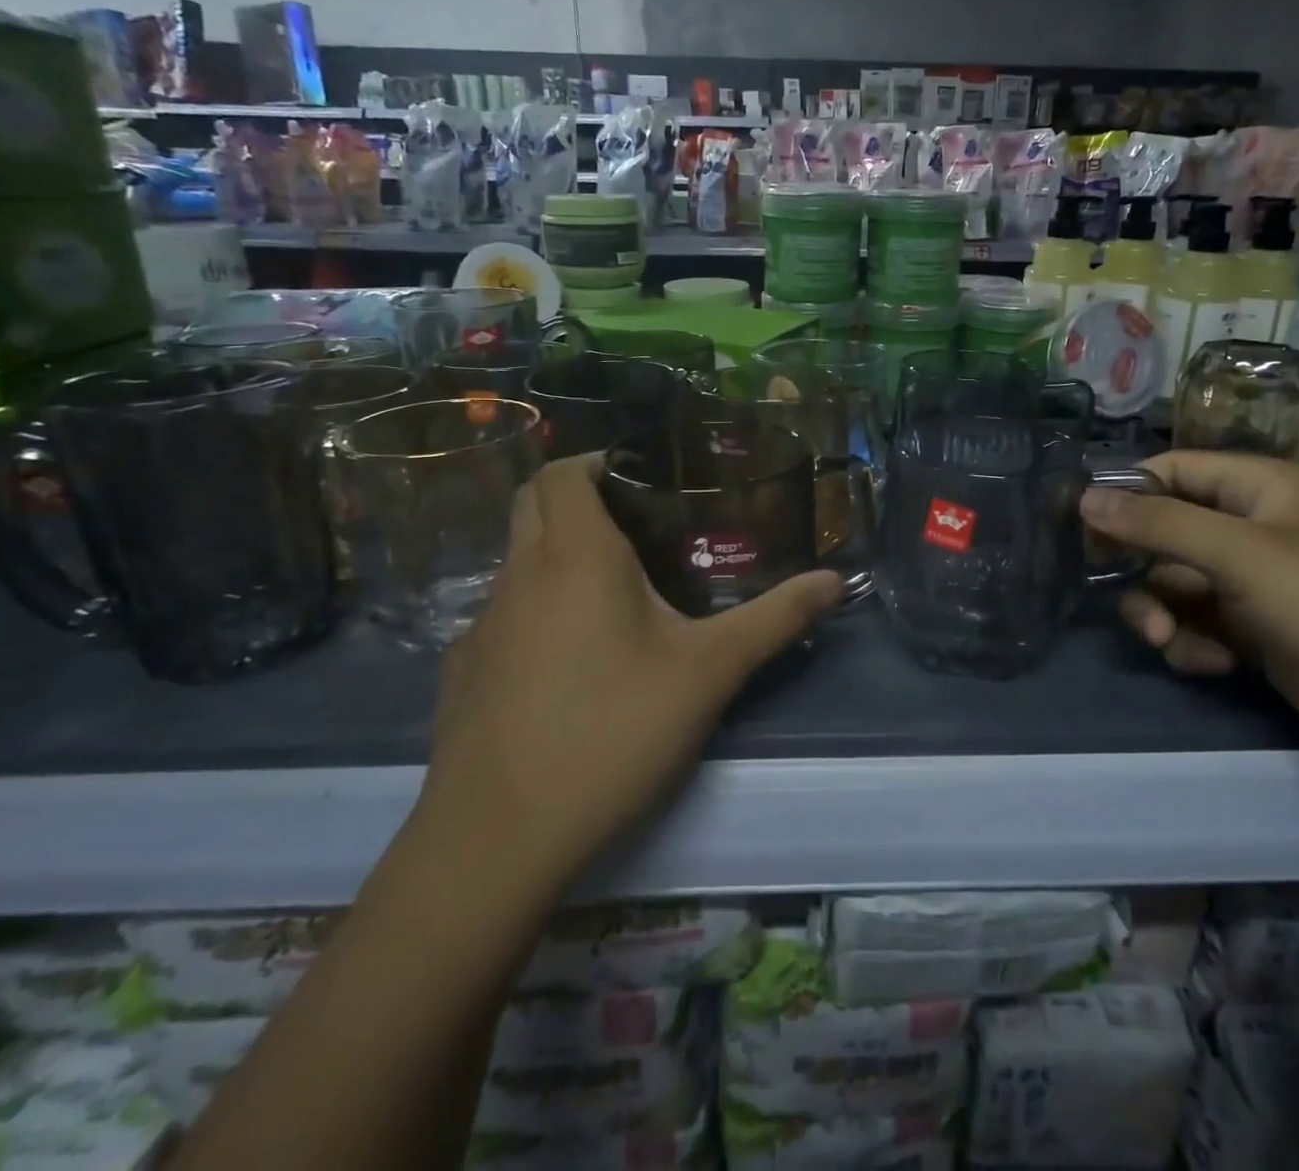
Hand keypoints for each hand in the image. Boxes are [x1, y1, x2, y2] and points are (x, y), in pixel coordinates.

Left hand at [419, 455, 841, 885]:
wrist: (498, 839)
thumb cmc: (612, 732)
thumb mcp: (709, 672)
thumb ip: (774, 619)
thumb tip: (834, 581)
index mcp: (573, 556)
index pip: (562, 471)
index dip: (596, 459)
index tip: (640, 474)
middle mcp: (517, 576)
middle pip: (531, 503)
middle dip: (578, 496)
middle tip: (637, 521)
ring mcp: (481, 625)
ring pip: (516, 560)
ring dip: (557, 554)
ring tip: (615, 590)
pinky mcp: (464, 673)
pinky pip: (503, 615)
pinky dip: (536, 609)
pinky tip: (571, 662)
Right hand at [1080, 451, 1298, 775]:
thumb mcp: (1244, 557)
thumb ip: (1160, 524)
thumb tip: (1086, 496)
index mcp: (1260, 488)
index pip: (1172, 471)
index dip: (1126, 495)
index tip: (1084, 530)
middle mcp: (1255, 526)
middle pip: (1166, 532)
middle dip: (1143, 569)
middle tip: (1126, 598)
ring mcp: (1257, 581)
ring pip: (1176, 583)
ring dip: (1162, 612)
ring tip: (1168, 642)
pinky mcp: (1259, 629)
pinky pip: (1200, 621)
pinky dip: (1192, 641)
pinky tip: (1209, 664)